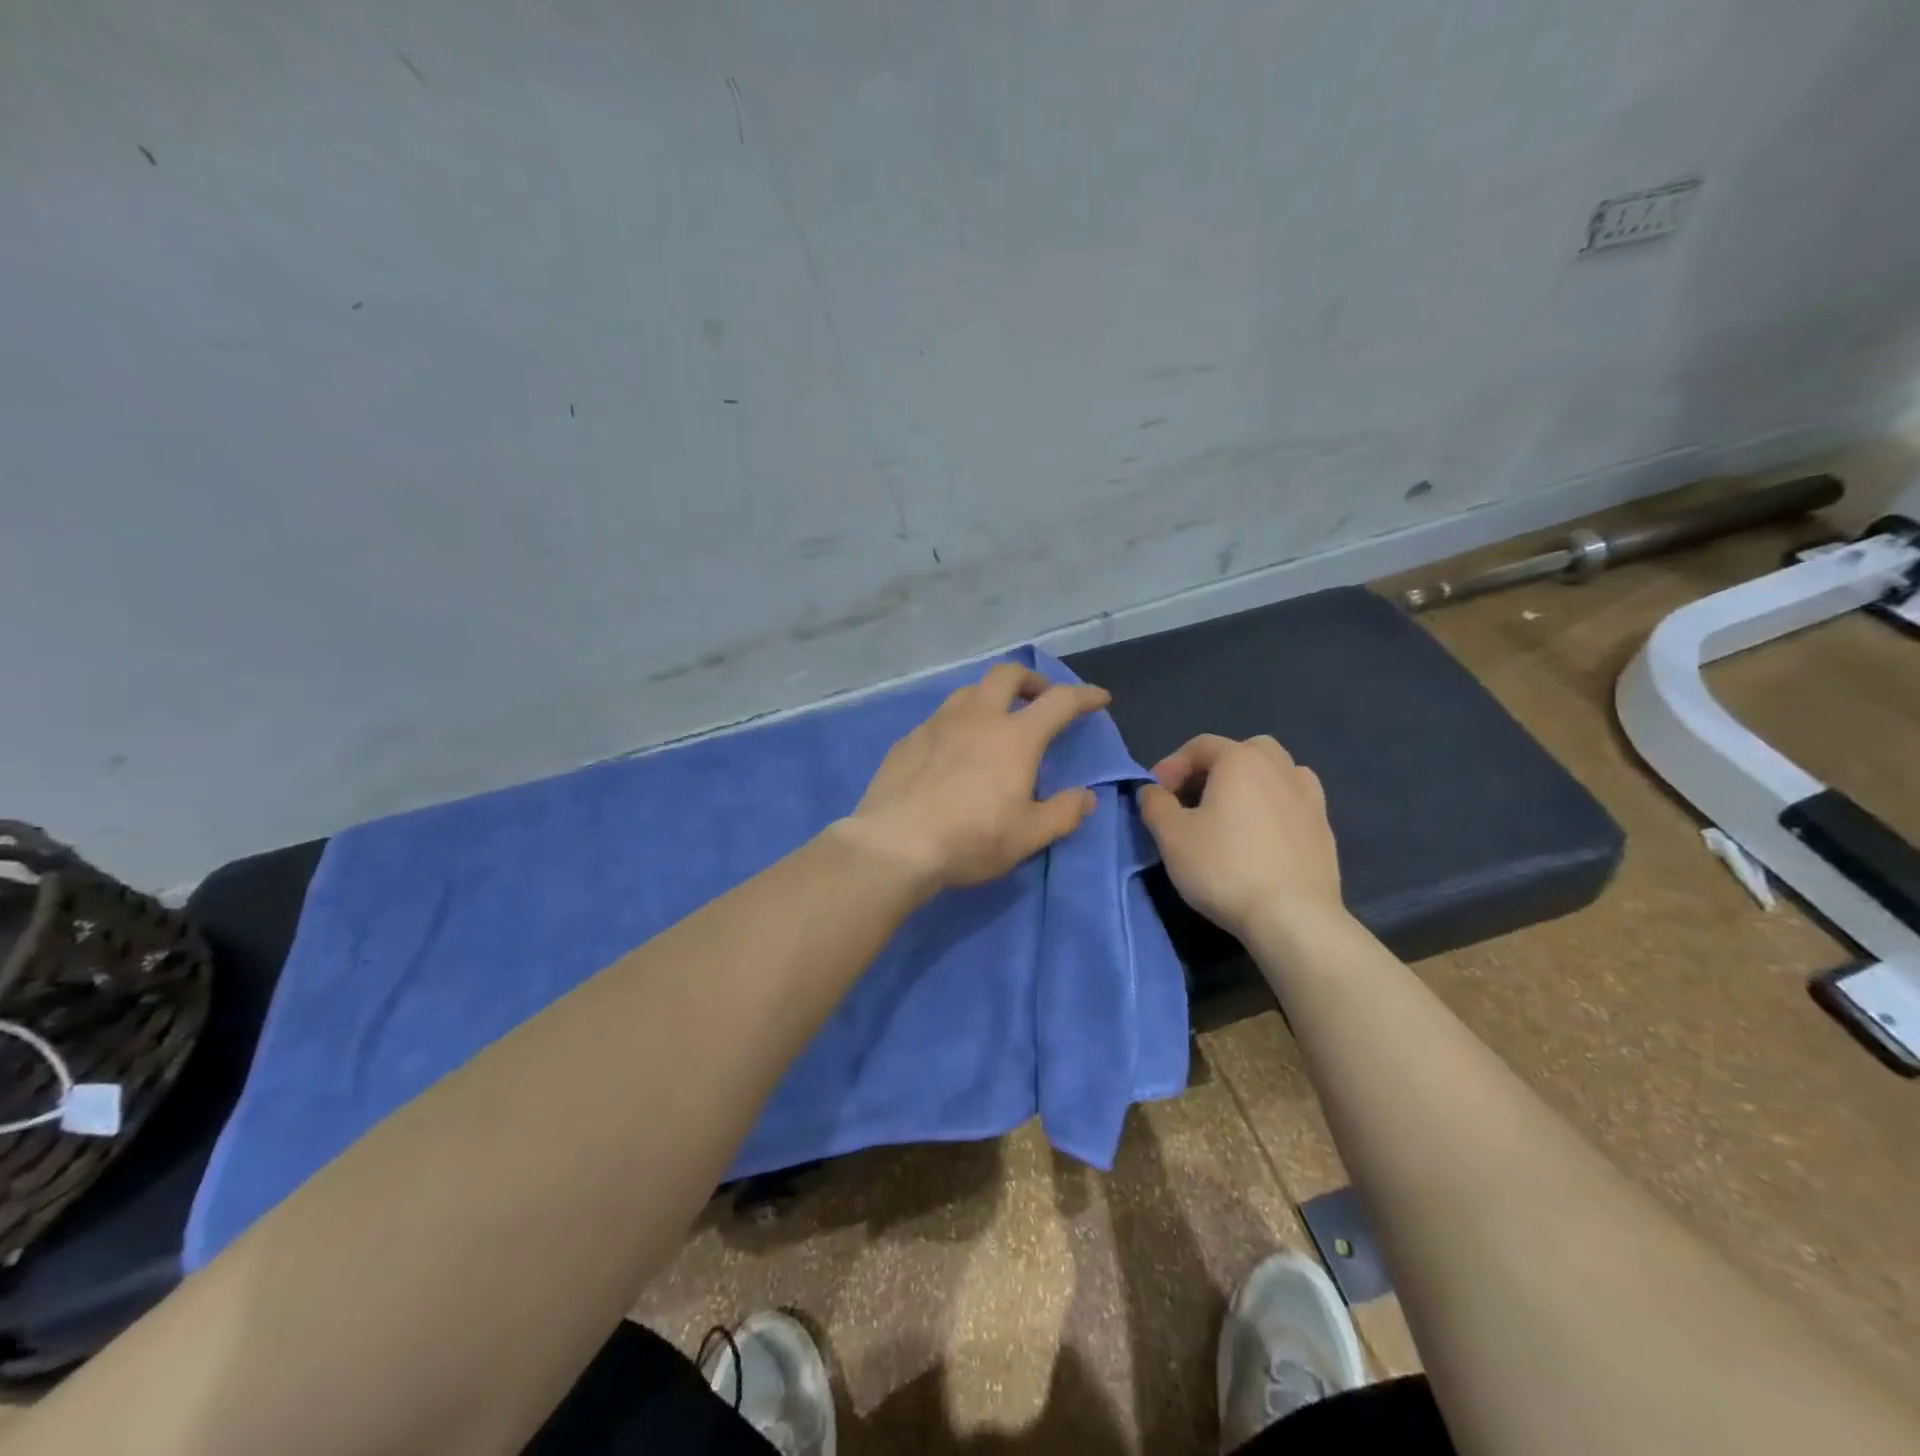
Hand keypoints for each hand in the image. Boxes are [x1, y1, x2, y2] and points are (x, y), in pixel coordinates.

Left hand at [839, 663, 1110, 892]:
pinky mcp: (908, 738)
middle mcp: (977, 717)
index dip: (1084, 696)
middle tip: (1040, 699)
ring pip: (970, 691)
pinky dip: (958, 723)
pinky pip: (941, 718)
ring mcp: (938, 723)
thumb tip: (1086, 796)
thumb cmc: (970, 839)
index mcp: (1015, 736)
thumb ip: (1064, 813)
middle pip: (1008, 674)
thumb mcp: (1028, 836)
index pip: (1059, 701)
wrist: (895, 843)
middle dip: (1031, 680)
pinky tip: (953, 750)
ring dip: (991, 697)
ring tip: (995, 722)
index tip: (1098, 698)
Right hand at [1136, 734, 1343, 940]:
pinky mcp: (1324, 829)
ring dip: (1249, 785)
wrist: (1294, 918)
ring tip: (1230, 816)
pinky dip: (1273, 808)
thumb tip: (1152, 790)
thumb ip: (1155, 804)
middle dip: (1214, 769)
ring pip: (1275, 773)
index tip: (1155, 796)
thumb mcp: (1171, 836)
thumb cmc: (1224, 868)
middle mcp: (1280, 768)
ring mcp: (1309, 797)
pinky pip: (1293, 802)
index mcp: (1242, 760)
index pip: (1200, 746)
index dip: (1171, 766)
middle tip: (1193, 800)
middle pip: (1243, 751)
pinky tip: (1260, 838)